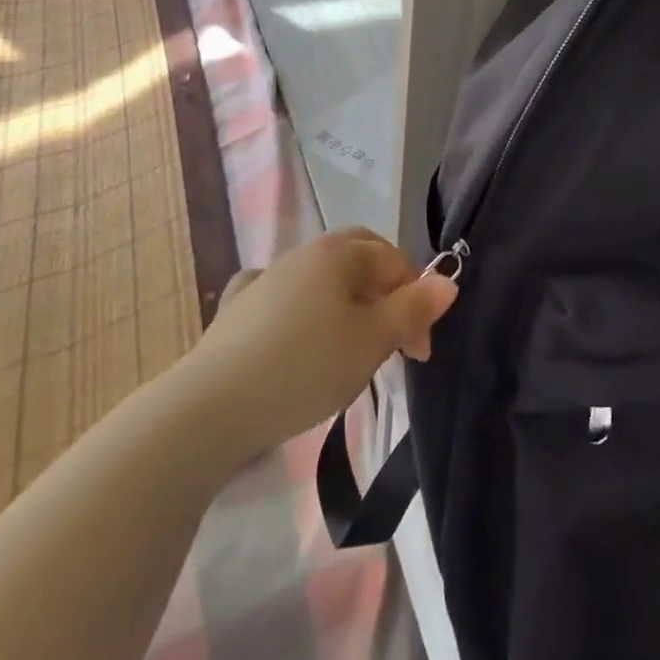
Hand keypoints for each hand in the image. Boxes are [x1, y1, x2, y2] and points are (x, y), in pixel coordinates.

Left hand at [186, 229, 457, 455]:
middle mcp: (305, 252)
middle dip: (384, 288)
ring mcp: (268, 277)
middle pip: (358, 255)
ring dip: (346, 299)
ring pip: (322, 276)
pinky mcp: (238, 309)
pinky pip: (280, 293)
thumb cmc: (305, 367)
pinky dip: (298, 304)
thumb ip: (413, 309)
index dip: (417, 302)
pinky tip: (293, 324)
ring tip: (350, 343)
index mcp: (340, 252)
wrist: (211, 408)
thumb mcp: (372, 341)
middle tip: (392, 335)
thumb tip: (449, 281)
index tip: (419, 353)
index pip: (395, 262)